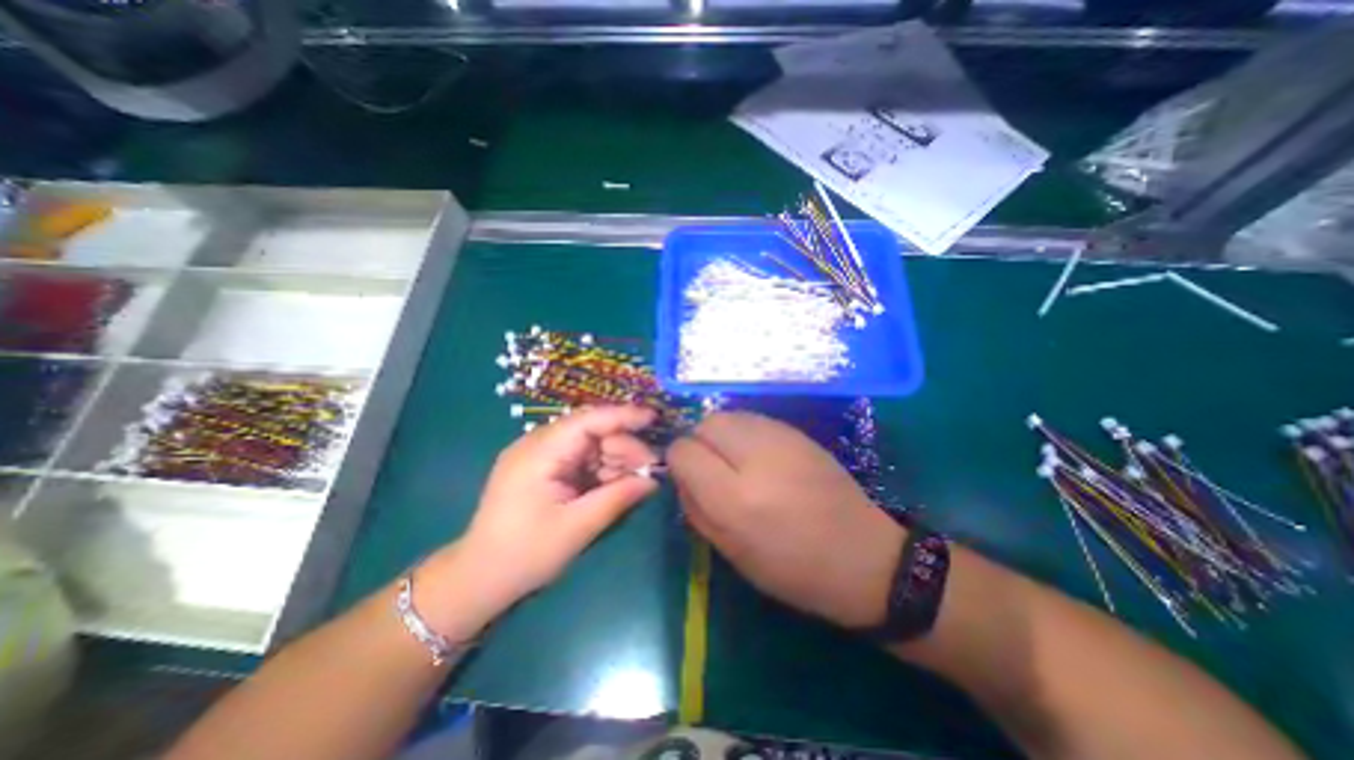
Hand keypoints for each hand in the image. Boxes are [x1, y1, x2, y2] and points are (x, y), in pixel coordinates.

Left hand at [423, 403, 657, 635]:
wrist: (478, 579)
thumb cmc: (525, 554)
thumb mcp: (577, 527)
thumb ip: (617, 497)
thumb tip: (653, 480)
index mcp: (540, 452)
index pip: (588, 420)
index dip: (623, 415)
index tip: (654, 418)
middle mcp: (539, 444)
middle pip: (592, 431)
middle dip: (624, 447)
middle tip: (651, 469)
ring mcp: (540, 456)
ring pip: (590, 445)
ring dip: (615, 460)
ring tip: (637, 480)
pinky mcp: (544, 469)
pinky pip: (581, 459)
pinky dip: (601, 470)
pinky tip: (616, 485)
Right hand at [667, 414, 901, 627]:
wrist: (863, 554)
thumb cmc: (793, 569)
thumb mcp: (732, 552)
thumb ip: (696, 509)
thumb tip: (681, 475)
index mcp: (734, 498)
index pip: (683, 452)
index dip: (678, 462)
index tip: (688, 477)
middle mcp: (755, 458)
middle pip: (705, 424)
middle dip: (698, 442)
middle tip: (711, 468)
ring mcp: (780, 438)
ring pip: (728, 415)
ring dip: (720, 435)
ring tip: (734, 462)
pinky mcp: (797, 431)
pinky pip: (751, 419)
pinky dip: (742, 433)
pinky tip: (758, 456)